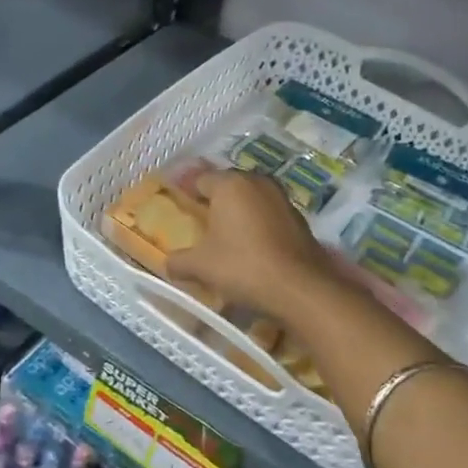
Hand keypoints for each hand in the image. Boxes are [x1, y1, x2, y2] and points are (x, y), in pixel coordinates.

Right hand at [166, 169, 336, 320]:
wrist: (300, 288)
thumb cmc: (243, 267)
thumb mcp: (200, 266)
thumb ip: (179, 261)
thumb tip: (167, 263)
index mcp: (230, 184)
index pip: (200, 179)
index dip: (187, 193)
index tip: (178, 207)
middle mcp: (257, 182)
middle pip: (228, 186)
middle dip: (214, 201)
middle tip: (200, 222)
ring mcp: (282, 198)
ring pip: (251, 199)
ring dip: (239, 212)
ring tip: (226, 235)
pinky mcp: (299, 218)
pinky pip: (268, 214)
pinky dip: (257, 224)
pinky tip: (252, 246)